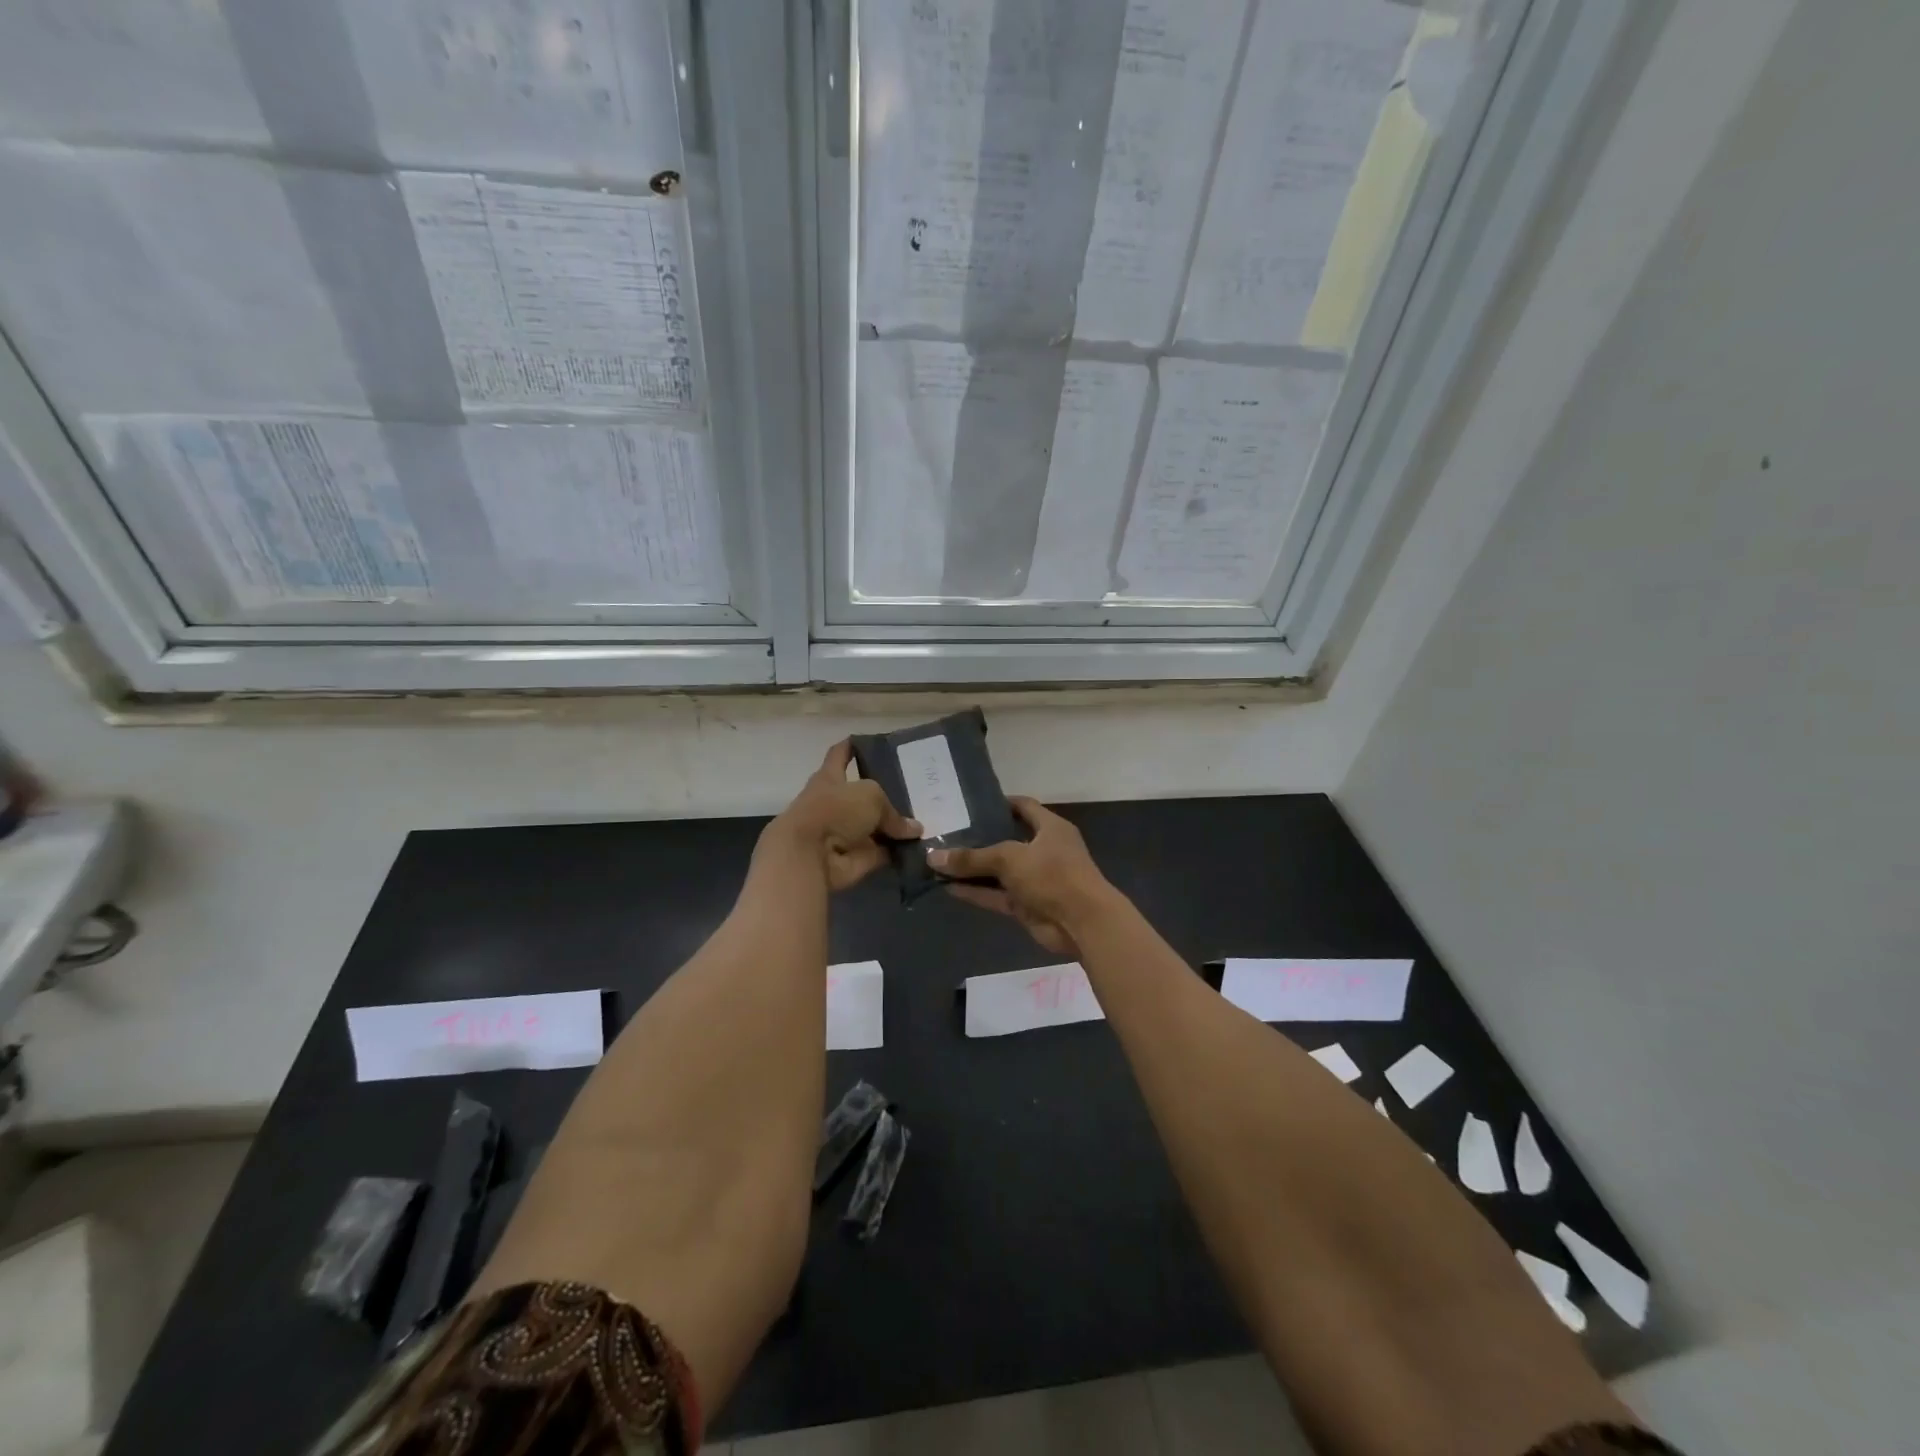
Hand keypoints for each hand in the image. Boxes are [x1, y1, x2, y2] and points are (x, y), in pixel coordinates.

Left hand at [765, 740, 920, 890]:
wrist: (810, 857)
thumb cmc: (834, 811)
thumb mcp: (871, 796)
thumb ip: (893, 811)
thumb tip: (914, 830)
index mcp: (830, 778)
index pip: (840, 755)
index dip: (851, 747)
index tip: (866, 741)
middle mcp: (836, 804)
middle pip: (863, 795)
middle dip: (887, 794)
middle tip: (917, 790)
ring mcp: (845, 833)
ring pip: (876, 826)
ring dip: (896, 827)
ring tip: (928, 819)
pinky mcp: (855, 858)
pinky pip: (882, 852)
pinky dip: (898, 852)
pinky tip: (923, 846)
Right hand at [928, 798, 1116, 957]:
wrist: (1082, 923)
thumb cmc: (1052, 875)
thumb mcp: (1010, 859)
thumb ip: (972, 858)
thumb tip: (932, 857)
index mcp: (1050, 828)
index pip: (1024, 807)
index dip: (1000, 804)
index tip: (972, 803)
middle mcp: (1043, 850)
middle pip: (1007, 840)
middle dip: (979, 839)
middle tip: (947, 833)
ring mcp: (1035, 880)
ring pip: (998, 871)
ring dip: (973, 870)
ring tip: (940, 862)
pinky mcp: (1027, 905)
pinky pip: (996, 895)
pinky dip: (976, 892)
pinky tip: (948, 888)